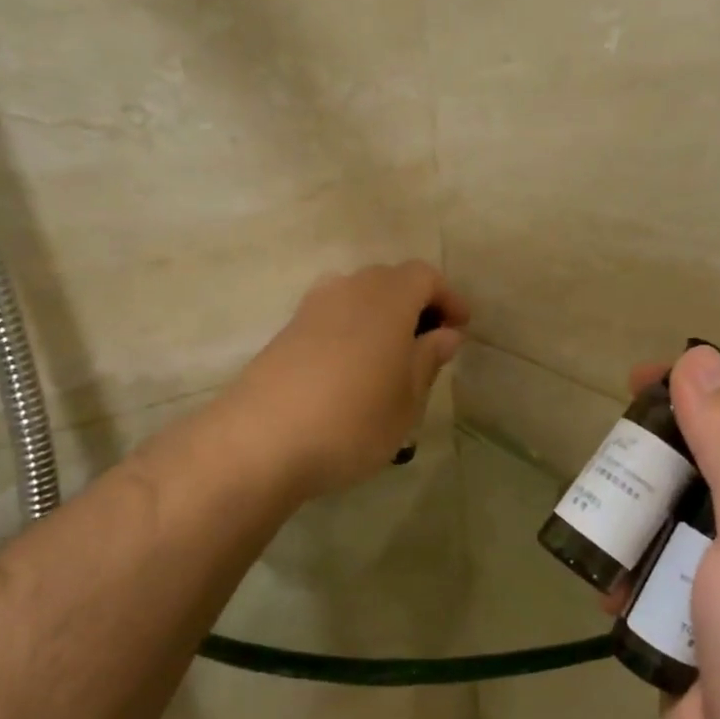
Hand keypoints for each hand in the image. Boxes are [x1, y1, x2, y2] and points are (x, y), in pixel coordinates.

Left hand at [225, 262, 468, 498]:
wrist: (259, 442)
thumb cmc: (352, 421)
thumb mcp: (407, 400)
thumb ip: (428, 360)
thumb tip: (446, 334)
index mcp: (386, 298)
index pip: (425, 276)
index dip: (448, 297)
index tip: (460, 328)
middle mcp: (348, 290)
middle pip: (389, 280)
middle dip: (415, 304)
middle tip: (429, 343)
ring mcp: (311, 309)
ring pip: (357, 296)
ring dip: (380, 316)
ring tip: (391, 358)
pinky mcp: (286, 332)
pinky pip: (331, 316)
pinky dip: (352, 330)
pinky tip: (353, 370)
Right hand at [636, 346, 719, 718]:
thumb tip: (700, 360)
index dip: (707, 392)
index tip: (643, 381)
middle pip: (711, 475)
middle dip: (660, 458)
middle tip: (610, 453)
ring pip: (676, 532)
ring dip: (637, 521)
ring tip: (596, 517)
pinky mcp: (699, 640)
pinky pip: (657, 588)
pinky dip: (630, 580)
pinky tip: (603, 587)